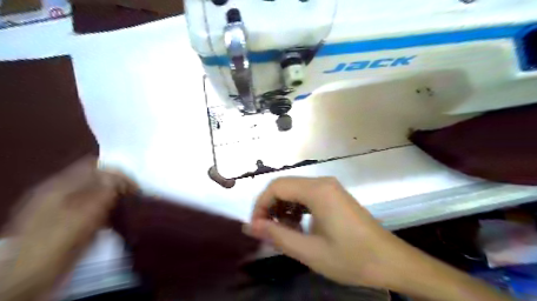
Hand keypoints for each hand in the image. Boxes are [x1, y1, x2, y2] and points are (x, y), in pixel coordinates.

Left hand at [1, 158, 135, 300]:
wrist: (33, 273)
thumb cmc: (60, 238)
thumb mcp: (86, 211)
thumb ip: (105, 190)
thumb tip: (121, 176)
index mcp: (61, 184)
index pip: (94, 166)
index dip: (116, 172)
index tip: (135, 185)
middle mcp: (62, 192)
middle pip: (96, 180)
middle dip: (117, 185)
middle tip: (135, 197)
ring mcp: (64, 207)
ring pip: (96, 195)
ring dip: (114, 199)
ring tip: (129, 208)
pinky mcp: (70, 222)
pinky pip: (94, 209)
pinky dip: (107, 211)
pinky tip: (117, 219)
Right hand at [247, 177, 515, 300]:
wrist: (391, 261)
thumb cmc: (351, 258)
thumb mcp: (309, 251)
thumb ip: (277, 236)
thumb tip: (250, 226)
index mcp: (317, 191)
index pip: (276, 187)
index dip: (261, 205)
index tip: (256, 228)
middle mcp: (322, 182)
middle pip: (284, 186)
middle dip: (271, 207)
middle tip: (267, 232)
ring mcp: (330, 188)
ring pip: (295, 191)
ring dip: (283, 209)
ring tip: (284, 232)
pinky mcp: (334, 195)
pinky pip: (307, 196)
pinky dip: (296, 209)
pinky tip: (298, 227)